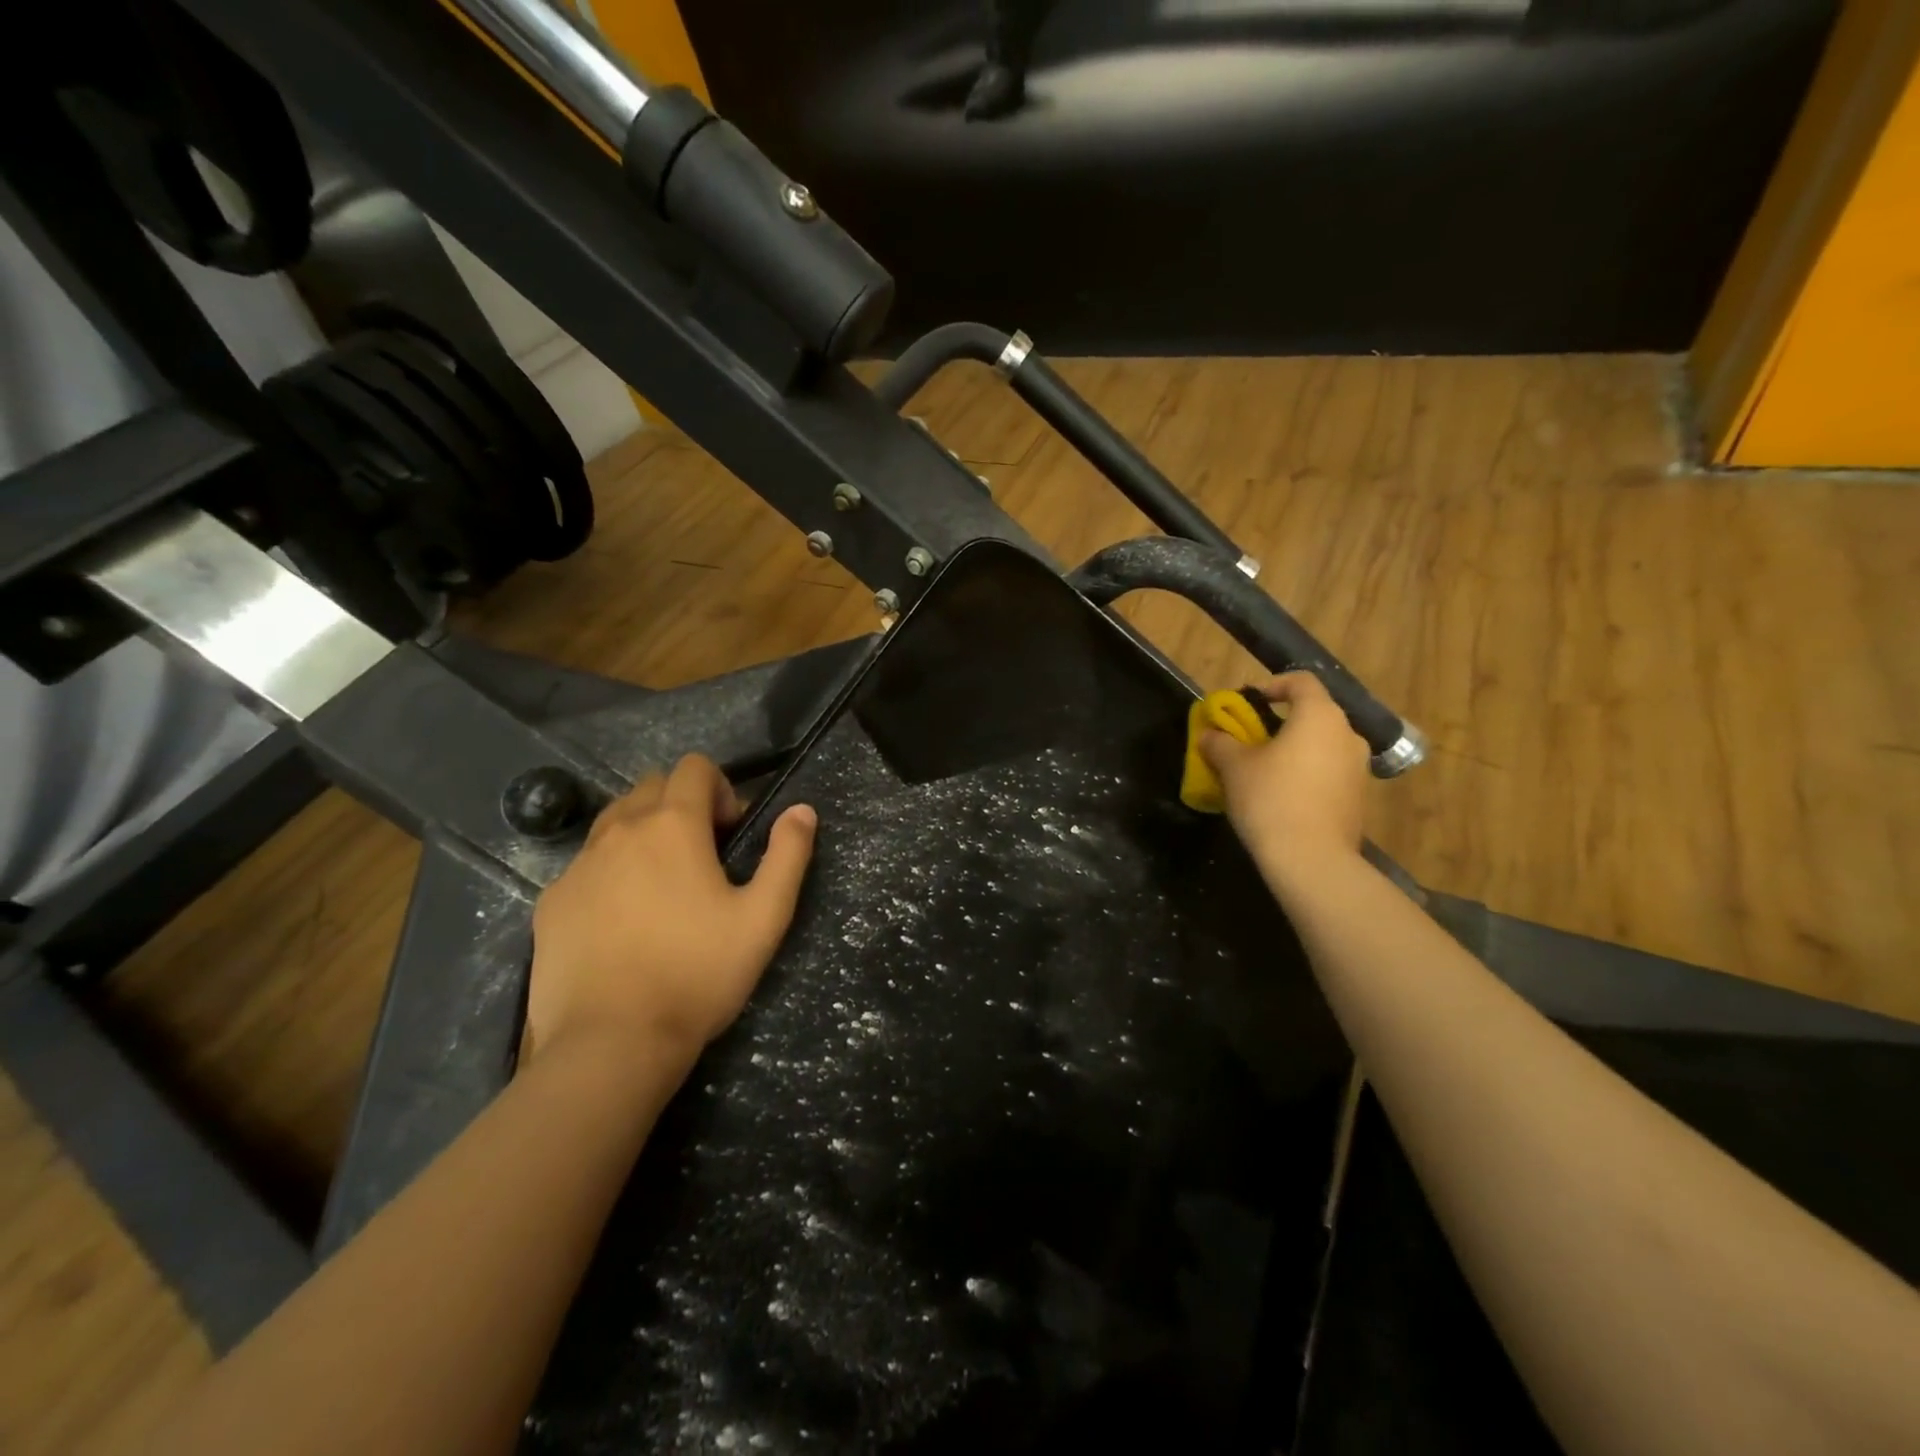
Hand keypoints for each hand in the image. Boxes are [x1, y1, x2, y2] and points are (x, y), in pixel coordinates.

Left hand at [527, 755, 816, 1067]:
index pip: (694, 767)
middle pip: (652, 785)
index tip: (731, 835)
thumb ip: (788, 854)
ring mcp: (578, 865)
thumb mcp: (764, 917)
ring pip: (615, 820)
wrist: (611, 1043)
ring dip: (645, 833)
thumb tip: (802, 809)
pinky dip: (611, 871)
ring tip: (663, 886)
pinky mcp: (551, 901)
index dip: (721, 790)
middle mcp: (620, 830)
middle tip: (703, 858)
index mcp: (673, 826)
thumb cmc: (698, 974)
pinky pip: (587, 864)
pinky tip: (624, 922)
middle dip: (683, 805)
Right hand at [1200, 671, 1370, 880]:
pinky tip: (1282, 797)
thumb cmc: (1270, 798)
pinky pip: (1328, 773)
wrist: (1311, 860)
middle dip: (1280, 722)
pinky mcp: (1358, 798)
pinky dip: (1307, 774)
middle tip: (1250, 739)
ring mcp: (1358, 768)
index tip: (1248, 702)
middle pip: (1312, 714)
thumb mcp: (1233, 766)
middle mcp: (1347, 734)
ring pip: (1321, 745)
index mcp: (1319, 716)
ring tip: (1264, 771)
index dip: (1272, 685)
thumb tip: (1210, 734)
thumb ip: (1219, 742)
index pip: (1300, 681)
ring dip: (1294, 750)